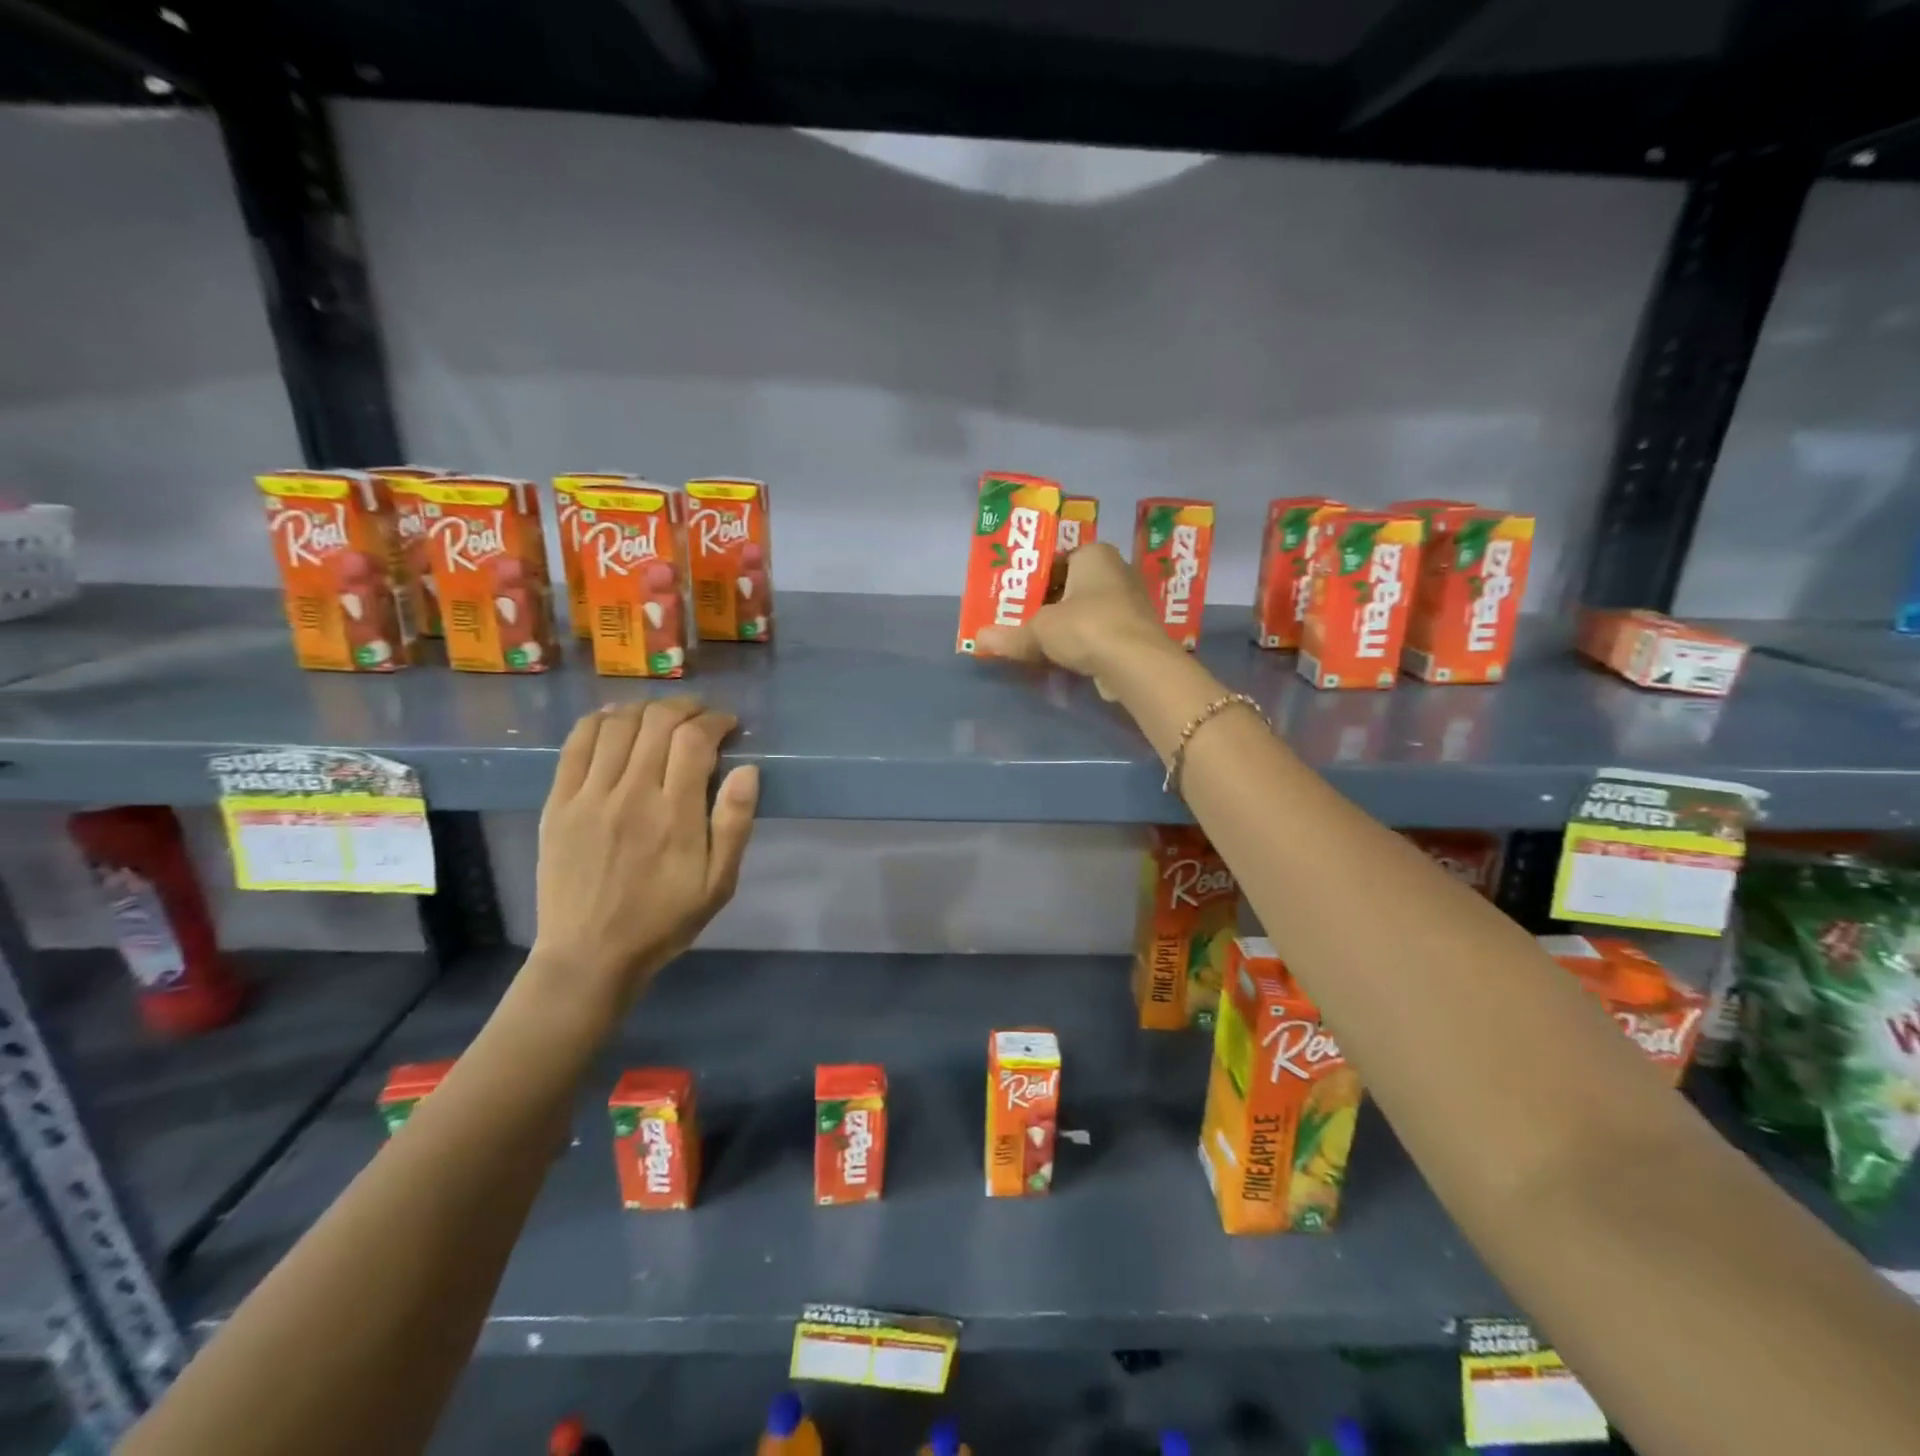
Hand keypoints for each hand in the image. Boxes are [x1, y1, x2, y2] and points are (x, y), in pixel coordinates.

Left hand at [529, 700, 758, 1019]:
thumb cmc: (664, 920)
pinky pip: (576, 745)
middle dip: (684, 707)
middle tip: (699, 715)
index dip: (714, 721)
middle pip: (656, 722)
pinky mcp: (558, 803)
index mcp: (675, 815)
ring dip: (644, 709)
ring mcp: (589, 796)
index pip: (694, 740)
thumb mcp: (718, 883)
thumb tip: (748, 769)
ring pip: (616, 725)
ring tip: (660, 717)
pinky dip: (598, 721)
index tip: (727, 724)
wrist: (590, 955)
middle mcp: (631, 794)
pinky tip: (614, 720)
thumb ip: (735, 824)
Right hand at [978, 542, 1175, 697]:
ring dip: (1069, 625)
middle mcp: (1117, 570)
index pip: (1059, 558)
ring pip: (1089, 610)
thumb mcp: (1040, 630)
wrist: (1137, 663)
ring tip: (1042, 641)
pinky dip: (1086, 642)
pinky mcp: (1137, 631)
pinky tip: (1068, 657)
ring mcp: (1131, 602)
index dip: (1037, 577)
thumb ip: (1011, 635)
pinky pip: (1102, 631)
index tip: (1018, 597)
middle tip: (1024, 620)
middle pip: (1074, 585)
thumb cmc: (1086, 627)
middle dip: (1051, 603)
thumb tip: (979, 639)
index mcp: (1095, 554)